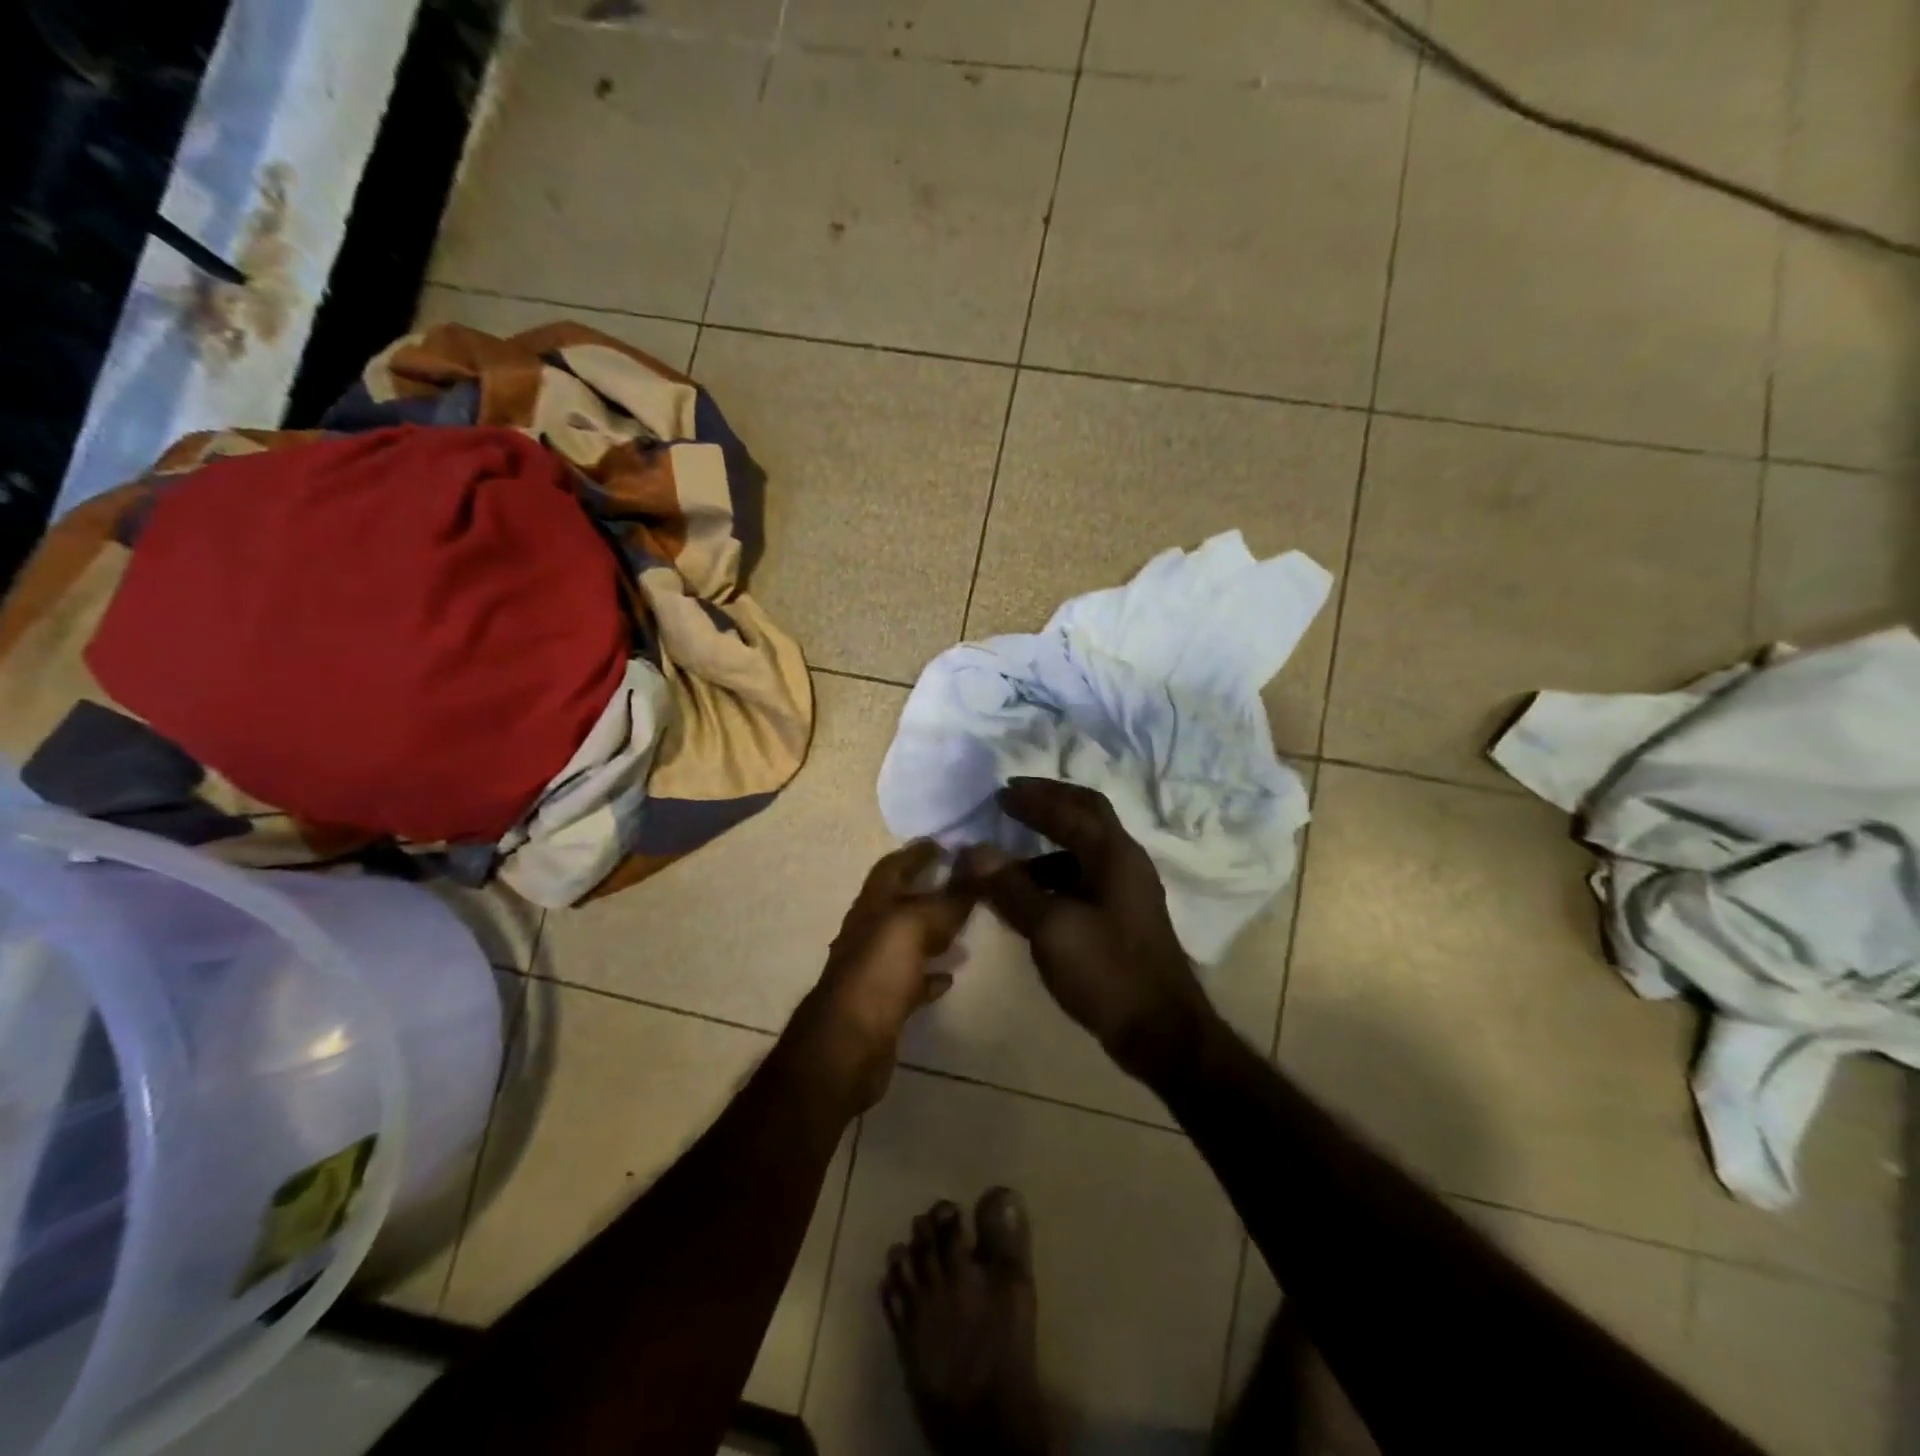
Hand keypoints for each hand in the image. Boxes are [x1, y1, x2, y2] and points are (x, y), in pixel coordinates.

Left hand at [800, 840, 977, 1111]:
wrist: (846, 1047)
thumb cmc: (878, 974)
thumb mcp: (915, 925)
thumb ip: (948, 898)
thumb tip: (977, 863)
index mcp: (873, 906)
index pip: (894, 867)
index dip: (916, 853)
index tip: (944, 843)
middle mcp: (870, 932)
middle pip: (900, 903)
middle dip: (928, 890)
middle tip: (963, 883)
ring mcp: (874, 970)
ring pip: (907, 941)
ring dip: (933, 931)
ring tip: (965, 929)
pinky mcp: (883, 1004)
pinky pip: (911, 980)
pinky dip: (930, 973)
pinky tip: (949, 976)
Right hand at [957, 779, 1217, 1085]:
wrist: (1160, 1031)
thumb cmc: (1107, 971)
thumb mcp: (1051, 928)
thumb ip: (1011, 887)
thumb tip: (973, 851)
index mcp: (1113, 854)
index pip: (1071, 808)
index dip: (1034, 797)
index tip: (999, 792)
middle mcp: (1125, 861)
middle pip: (1087, 814)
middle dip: (1049, 802)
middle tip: (1012, 799)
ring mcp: (1127, 890)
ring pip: (1083, 849)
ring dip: (1048, 843)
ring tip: (1009, 856)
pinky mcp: (1122, 916)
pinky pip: (1083, 878)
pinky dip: (1054, 875)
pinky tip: (1029, 896)